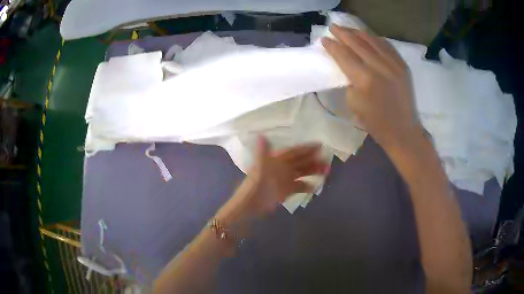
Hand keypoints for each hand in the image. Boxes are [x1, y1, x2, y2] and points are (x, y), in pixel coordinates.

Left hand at [215, 137, 328, 224]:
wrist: (250, 204)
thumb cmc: (254, 185)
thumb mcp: (259, 167)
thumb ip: (262, 152)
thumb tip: (261, 135)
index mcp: (277, 160)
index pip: (294, 151)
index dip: (306, 148)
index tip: (320, 145)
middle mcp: (282, 168)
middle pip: (301, 162)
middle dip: (314, 160)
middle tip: (328, 160)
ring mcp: (285, 180)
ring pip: (302, 173)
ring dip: (313, 172)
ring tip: (327, 171)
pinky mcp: (286, 191)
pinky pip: (299, 187)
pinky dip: (307, 186)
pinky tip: (315, 187)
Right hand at [322, 25, 421, 148]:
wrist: (403, 131)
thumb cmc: (376, 123)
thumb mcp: (354, 104)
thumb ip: (349, 81)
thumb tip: (348, 66)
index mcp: (364, 80)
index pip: (344, 55)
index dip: (332, 46)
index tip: (324, 39)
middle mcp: (379, 67)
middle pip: (357, 43)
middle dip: (343, 33)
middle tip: (333, 26)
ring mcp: (394, 65)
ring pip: (372, 41)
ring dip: (358, 33)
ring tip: (348, 28)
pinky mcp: (403, 66)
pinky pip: (387, 46)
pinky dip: (376, 39)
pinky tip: (368, 37)